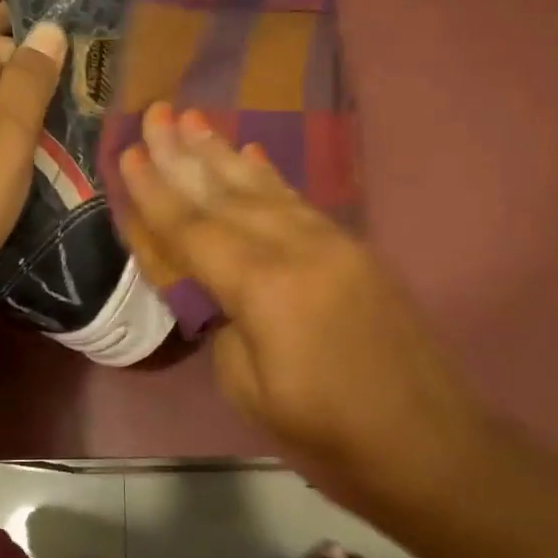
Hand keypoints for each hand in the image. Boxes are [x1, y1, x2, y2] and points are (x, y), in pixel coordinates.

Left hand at [0, 5, 65, 321]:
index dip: (44, 49)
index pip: (3, 37)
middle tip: (80, 90)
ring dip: (12, 106)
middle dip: (27, 71)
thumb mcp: (5, 137)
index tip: (88, 67)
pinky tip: (17, 154)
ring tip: (61, 122)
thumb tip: (50, 28)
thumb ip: (29, 79)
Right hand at [117, 104, 485, 506]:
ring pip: (265, 188)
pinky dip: (269, 176)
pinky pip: (299, 202)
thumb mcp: (250, 390)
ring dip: (225, 154)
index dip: (156, 192)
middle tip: (157, 114)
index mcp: (264, 287)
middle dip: (186, 154)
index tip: (129, 153)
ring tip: (195, 120)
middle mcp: (298, 248)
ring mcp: (333, 244)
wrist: (428, 444)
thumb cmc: (329, 434)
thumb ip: (226, 326)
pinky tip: (252, 154)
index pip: (194, 229)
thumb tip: (221, 293)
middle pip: (228, 193)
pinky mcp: (355, 251)